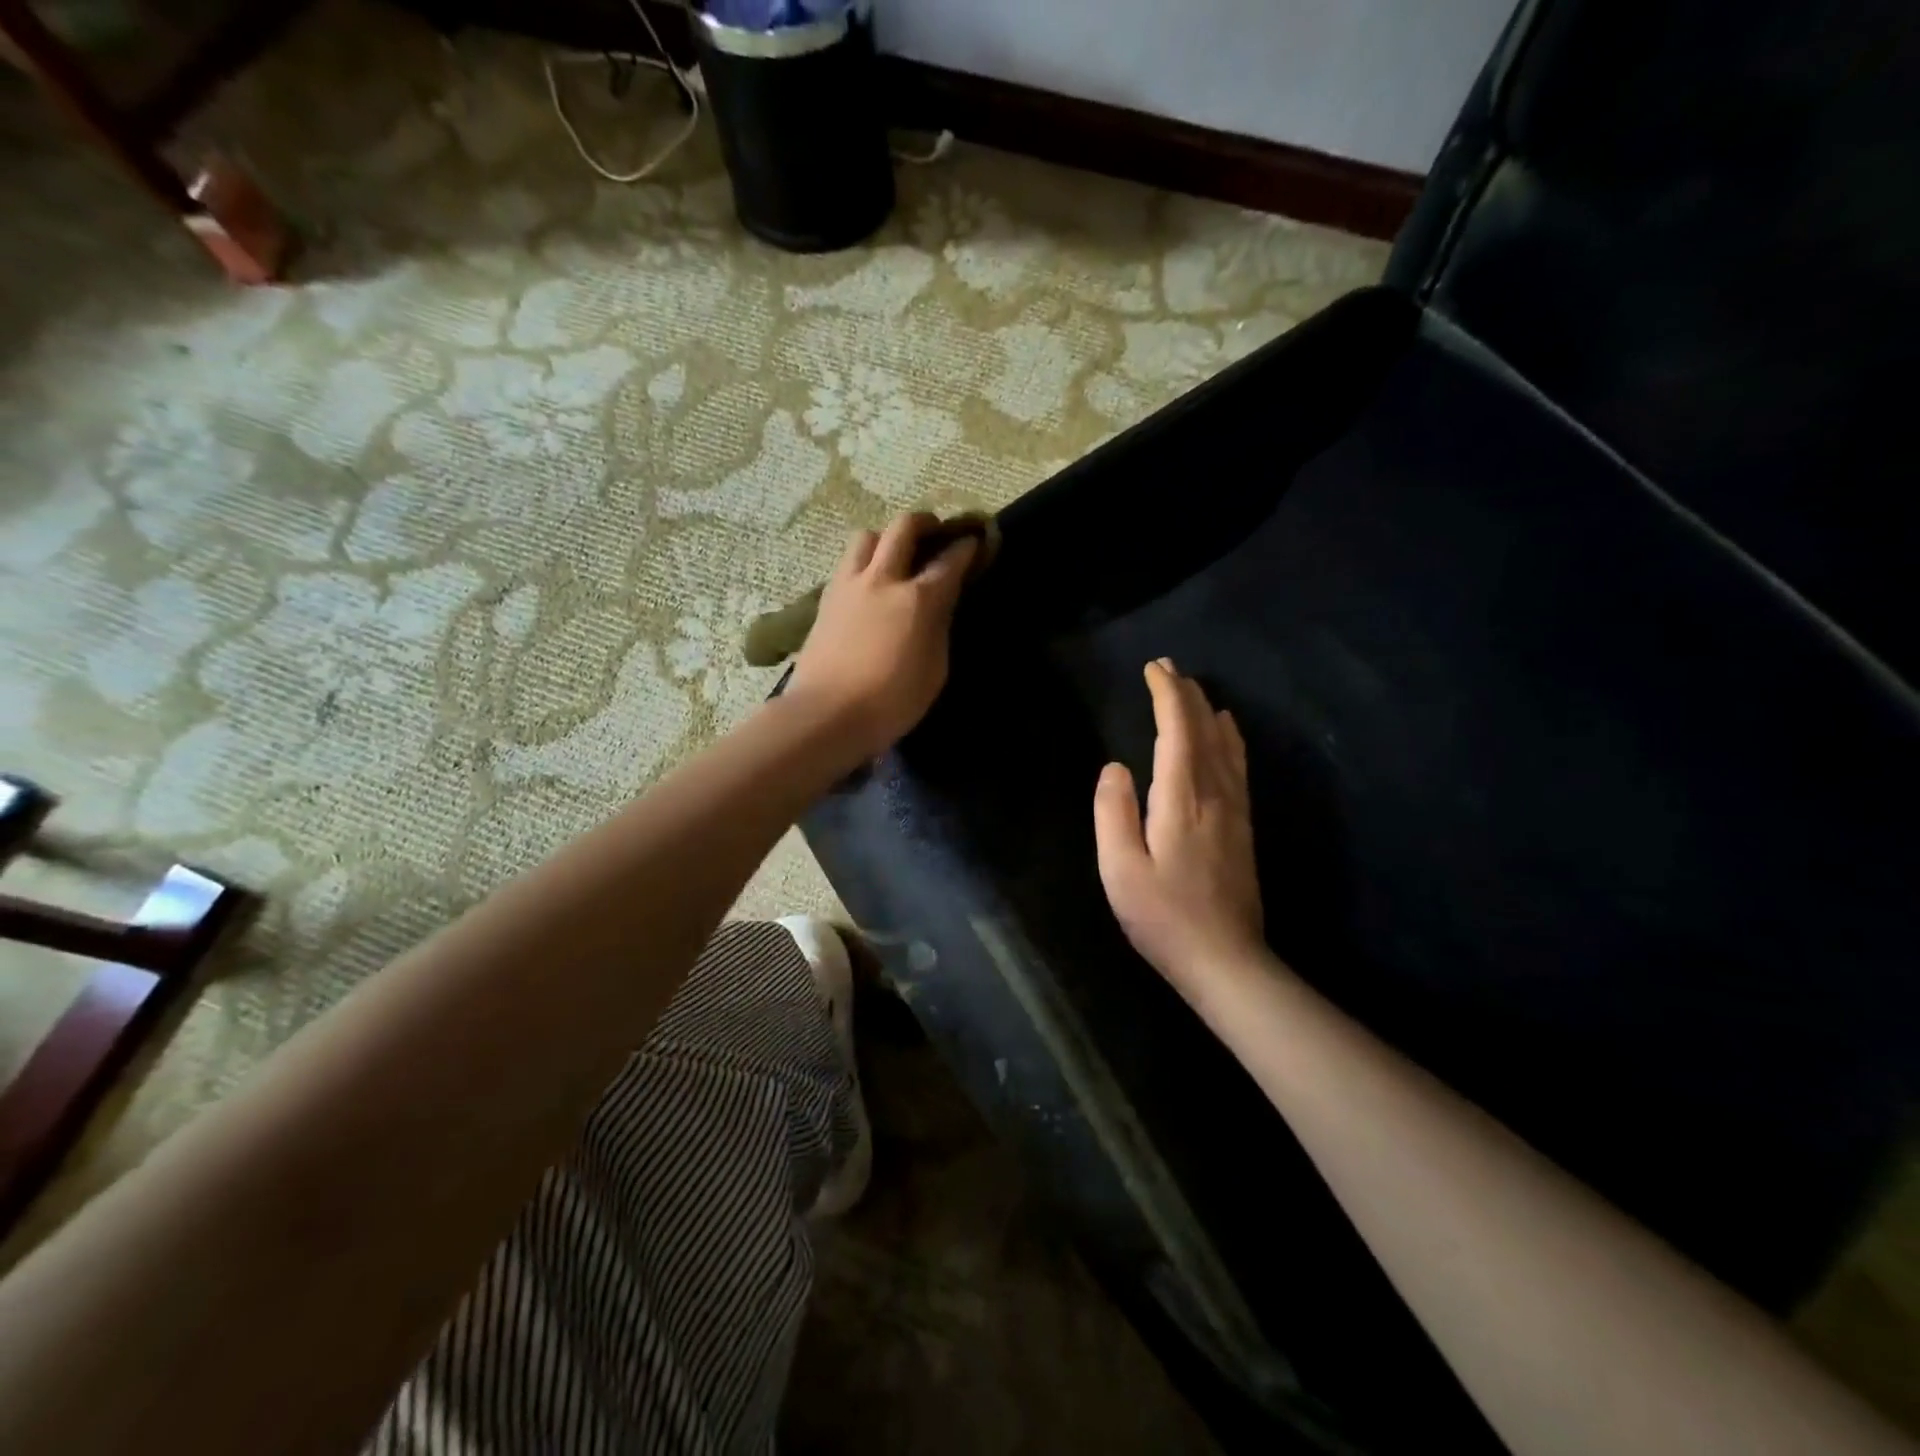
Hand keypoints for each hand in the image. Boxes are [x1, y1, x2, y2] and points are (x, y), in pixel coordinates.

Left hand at [787, 513, 978, 760]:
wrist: (826, 715)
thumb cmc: (891, 702)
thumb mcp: (934, 670)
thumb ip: (939, 629)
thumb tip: (939, 606)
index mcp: (919, 598)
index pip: (950, 559)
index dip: (967, 547)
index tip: (976, 542)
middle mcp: (883, 579)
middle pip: (904, 527)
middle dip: (926, 523)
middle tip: (936, 533)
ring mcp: (849, 585)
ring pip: (868, 536)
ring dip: (886, 538)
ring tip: (895, 557)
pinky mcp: (825, 599)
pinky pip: (847, 563)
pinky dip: (863, 561)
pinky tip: (869, 583)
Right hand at [1094, 659, 1264, 984]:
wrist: (1226, 960)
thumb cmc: (1164, 917)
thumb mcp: (1121, 870)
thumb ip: (1113, 813)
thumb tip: (1115, 767)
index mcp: (1182, 798)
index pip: (1177, 730)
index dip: (1166, 695)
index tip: (1153, 669)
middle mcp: (1215, 793)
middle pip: (1205, 728)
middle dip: (1185, 693)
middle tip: (1167, 667)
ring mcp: (1235, 808)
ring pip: (1225, 743)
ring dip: (1207, 710)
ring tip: (1192, 688)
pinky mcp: (1243, 825)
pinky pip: (1238, 764)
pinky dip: (1229, 737)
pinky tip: (1227, 730)